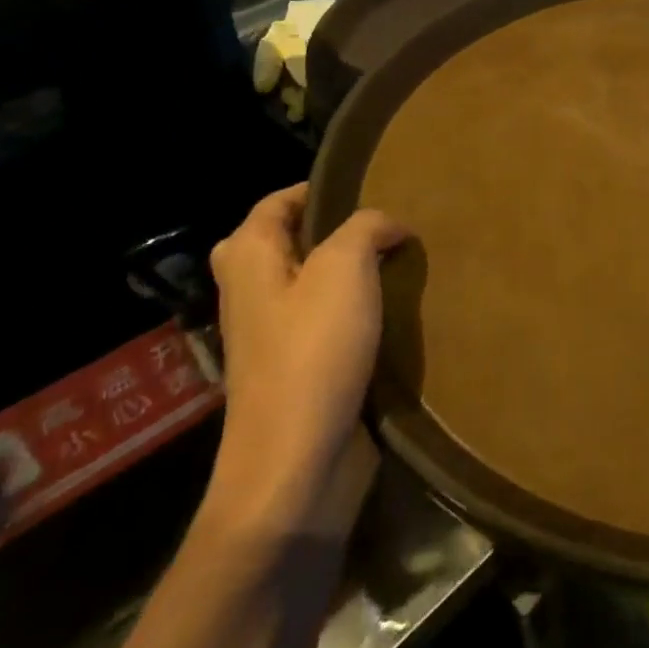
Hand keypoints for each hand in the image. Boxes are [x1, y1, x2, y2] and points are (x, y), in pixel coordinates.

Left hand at [204, 185, 409, 534]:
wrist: (296, 461)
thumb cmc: (313, 354)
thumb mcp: (344, 270)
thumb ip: (366, 228)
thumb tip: (388, 225)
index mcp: (249, 259)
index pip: (277, 202)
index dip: (322, 188)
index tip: (373, 186)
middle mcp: (251, 291)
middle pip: (289, 241)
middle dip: (335, 230)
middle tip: (384, 227)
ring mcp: (272, 334)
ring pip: (310, 283)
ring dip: (350, 272)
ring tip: (399, 261)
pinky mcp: (297, 368)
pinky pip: (325, 322)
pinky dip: (355, 309)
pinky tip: (395, 310)